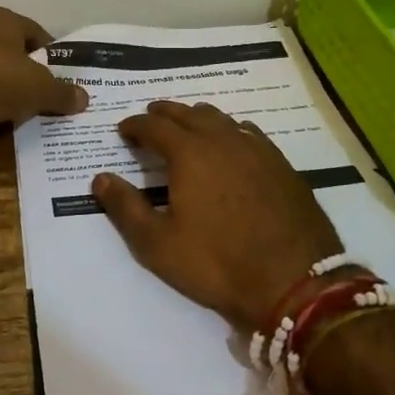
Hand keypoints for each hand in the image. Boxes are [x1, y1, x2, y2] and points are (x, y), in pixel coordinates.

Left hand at [0, 6, 87, 136]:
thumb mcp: (41, 90)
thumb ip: (63, 93)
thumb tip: (83, 99)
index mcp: (2, 18)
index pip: (35, 33)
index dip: (49, 56)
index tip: (59, 77)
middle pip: (10, 49)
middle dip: (26, 70)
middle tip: (41, 93)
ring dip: (2, 85)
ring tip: (18, 108)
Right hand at [91, 101, 343, 330]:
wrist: (294, 281)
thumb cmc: (217, 263)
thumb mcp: (158, 244)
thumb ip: (125, 208)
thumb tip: (100, 178)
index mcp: (189, 153)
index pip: (154, 125)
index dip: (135, 125)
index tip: (123, 130)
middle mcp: (221, 139)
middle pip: (187, 113)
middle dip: (164, 113)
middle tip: (150, 119)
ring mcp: (255, 148)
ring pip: (219, 118)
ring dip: (196, 118)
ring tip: (186, 128)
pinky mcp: (280, 163)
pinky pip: (247, 132)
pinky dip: (228, 130)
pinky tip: (230, 144)